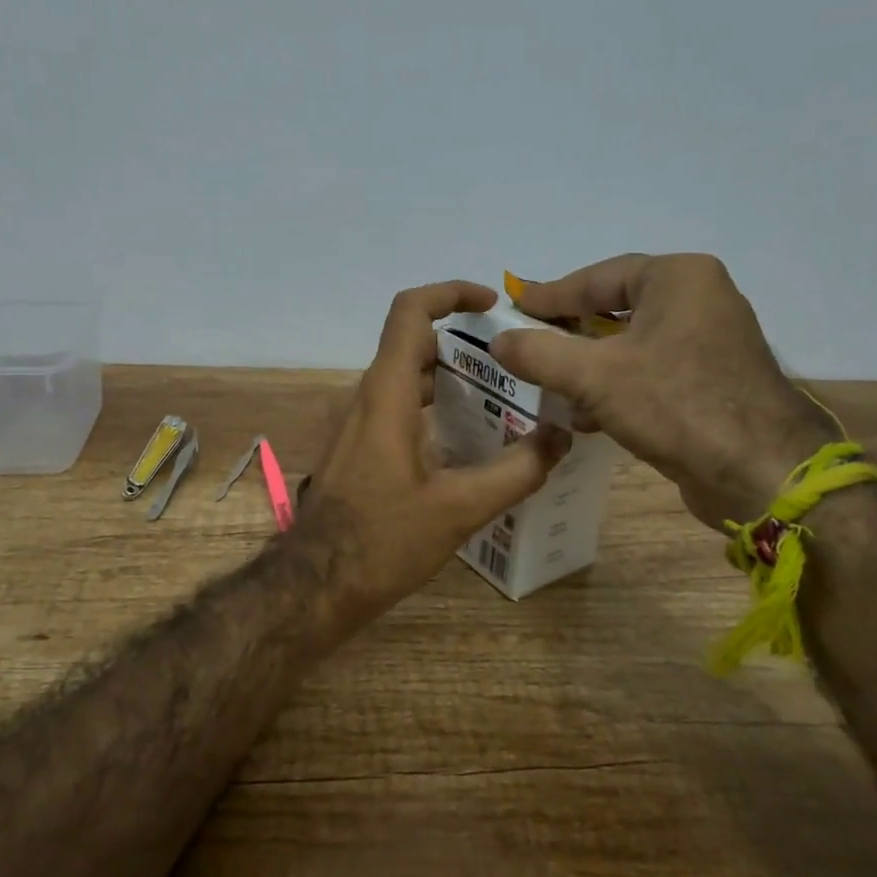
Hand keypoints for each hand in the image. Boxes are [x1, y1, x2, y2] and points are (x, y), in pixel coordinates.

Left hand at [294, 281, 569, 627]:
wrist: (317, 583)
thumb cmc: (383, 539)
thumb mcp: (460, 508)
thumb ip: (516, 471)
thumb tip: (559, 439)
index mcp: (386, 394)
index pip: (410, 312)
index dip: (449, 293)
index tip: (490, 304)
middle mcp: (365, 397)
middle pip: (413, 345)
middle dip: (462, 344)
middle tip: (512, 363)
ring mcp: (355, 423)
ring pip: (404, 378)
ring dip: (447, 378)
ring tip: (499, 398)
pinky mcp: (355, 447)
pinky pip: (394, 406)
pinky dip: (430, 405)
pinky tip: (464, 439)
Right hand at [489, 254, 836, 529]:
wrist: (761, 473)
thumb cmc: (676, 405)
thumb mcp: (595, 376)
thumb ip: (539, 353)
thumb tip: (497, 340)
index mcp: (677, 278)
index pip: (597, 277)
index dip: (550, 295)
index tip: (514, 307)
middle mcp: (699, 299)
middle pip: (615, 309)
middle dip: (569, 332)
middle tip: (528, 342)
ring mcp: (710, 341)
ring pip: (631, 345)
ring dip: (588, 365)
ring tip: (548, 384)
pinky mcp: (713, 381)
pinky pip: (651, 371)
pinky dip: (616, 386)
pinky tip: (585, 415)